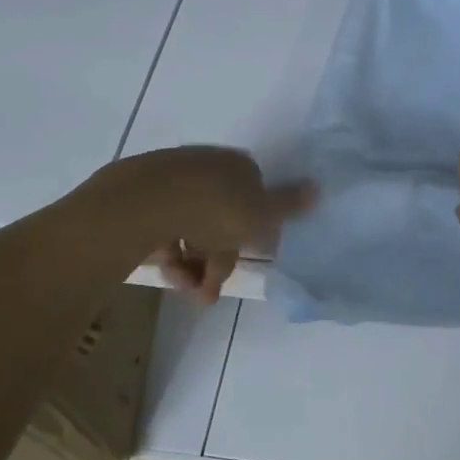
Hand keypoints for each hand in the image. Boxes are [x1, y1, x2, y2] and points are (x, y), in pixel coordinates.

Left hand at [90, 146, 315, 302]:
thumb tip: (319, 187)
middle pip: (220, 218)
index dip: (253, 232)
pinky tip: (166, 273)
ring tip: (186, 289)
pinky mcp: (141, 199)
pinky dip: (169, 254)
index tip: (250, 258)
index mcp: (238, 167)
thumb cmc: (216, 208)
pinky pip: (163, 230)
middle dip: (218, 259)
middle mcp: (207, 168)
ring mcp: (171, 181)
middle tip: (210, 292)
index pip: (254, 198)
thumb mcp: (262, 213)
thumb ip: (289, 204)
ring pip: (190, 228)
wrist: (148, 202)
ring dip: (193, 264)